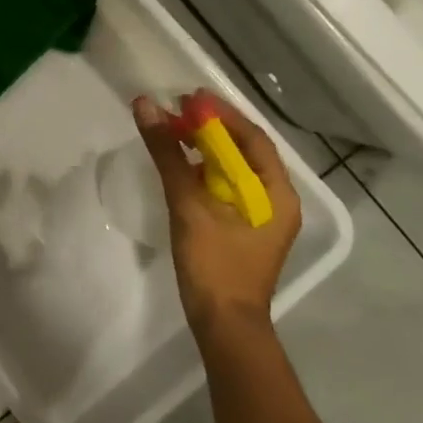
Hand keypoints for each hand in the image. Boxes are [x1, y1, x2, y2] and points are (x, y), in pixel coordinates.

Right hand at [132, 92, 301, 331]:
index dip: (221, 114)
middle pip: (244, 151)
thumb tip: (146, 106)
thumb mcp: (188, 203)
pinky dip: (205, 170)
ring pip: (234, 169)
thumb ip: (168, 154)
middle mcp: (275, 200)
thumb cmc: (214, 263)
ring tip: (174, 131)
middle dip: (212, 128)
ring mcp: (261, 216)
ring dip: (206, 148)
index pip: (252, 138)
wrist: (223, 324)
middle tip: (177, 110)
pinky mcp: (243, 229)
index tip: (188, 97)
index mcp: (276, 192)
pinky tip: (181, 165)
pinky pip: (226, 187)